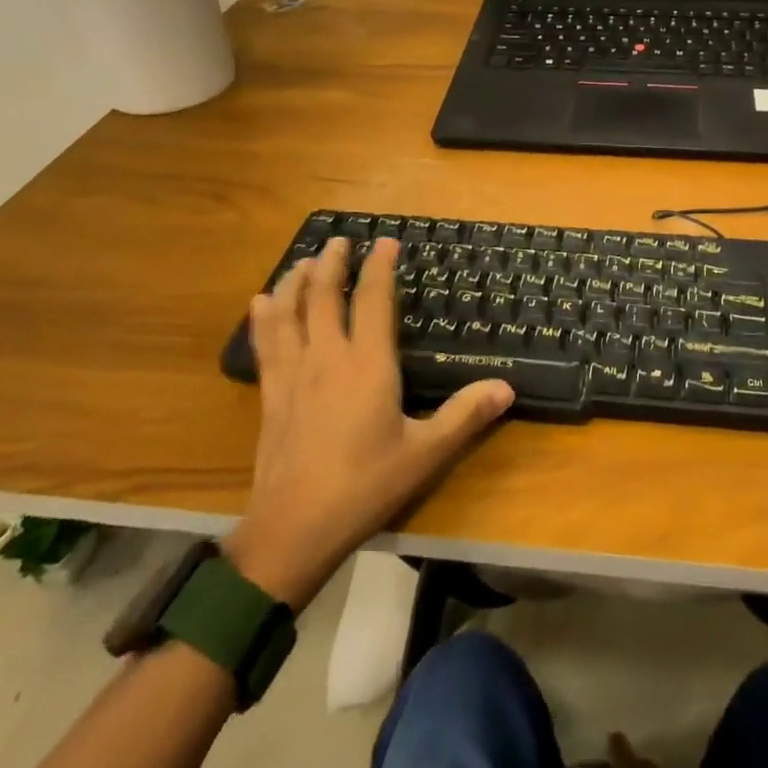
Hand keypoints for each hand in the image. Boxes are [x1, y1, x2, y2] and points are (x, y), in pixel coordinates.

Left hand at [221, 237, 514, 609]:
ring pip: (289, 312)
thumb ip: (464, 416)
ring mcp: (293, 374)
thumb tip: (506, 388)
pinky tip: (261, 303)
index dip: (379, 267)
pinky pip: (265, 343)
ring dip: (297, 280)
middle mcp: (327, 357)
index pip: (373, 300)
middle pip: (324, 295)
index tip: (385, 242)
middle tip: (341, 239)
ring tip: (305, 261)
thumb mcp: (425, 453)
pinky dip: (264, 316)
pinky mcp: (271, 394)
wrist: (295, 527)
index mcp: (367, 364)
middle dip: (333, 262)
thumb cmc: (365, 485)